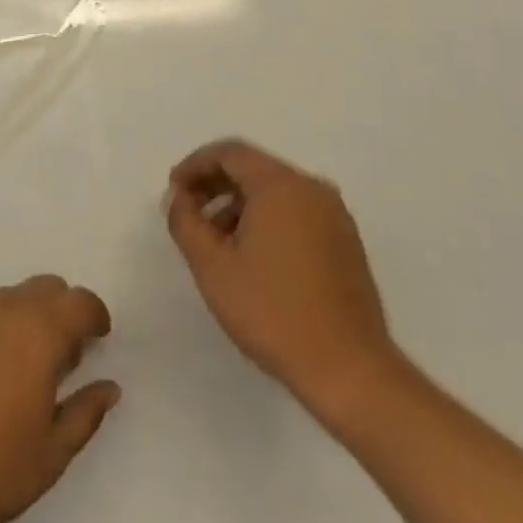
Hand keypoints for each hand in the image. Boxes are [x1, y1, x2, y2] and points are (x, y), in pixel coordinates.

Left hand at [0, 276, 119, 522]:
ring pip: (6, 298)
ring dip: (22, 319)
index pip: (79, 302)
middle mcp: (3, 309)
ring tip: (15, 367)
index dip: (94, 315)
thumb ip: (86, 412)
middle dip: (60, 310)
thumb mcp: (52, 454)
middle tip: (59, 354)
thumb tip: (108, 386)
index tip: (97, 338)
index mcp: (39, 333)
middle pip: (44, 287)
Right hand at [166, 139, 403, 414]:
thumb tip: (178, 197)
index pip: (230, 153)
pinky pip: (297, 212)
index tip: (173, 191)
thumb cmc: (272, 311)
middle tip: (188, 211)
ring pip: (276, 192)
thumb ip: (186, 221)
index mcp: (281, 185)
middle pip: (254, 168)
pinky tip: (251, 256)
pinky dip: (267, 219)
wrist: (349, 370)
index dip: (195, 165)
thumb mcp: (212, 266)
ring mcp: (334, 215)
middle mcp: (312, 188)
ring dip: (239, 204)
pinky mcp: (345, 242)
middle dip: (215, 184)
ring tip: (215, 241)